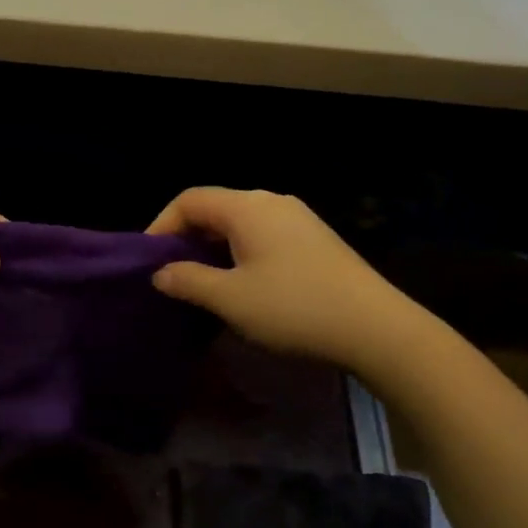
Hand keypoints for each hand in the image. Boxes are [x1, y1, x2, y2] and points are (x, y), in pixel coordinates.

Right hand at [146, 187, 424, 372]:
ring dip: (213, 247)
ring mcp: (298, 218)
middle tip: (172, 274)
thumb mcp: (230, 299)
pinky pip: (263, 234)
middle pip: (215, 207)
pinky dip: (240, 251)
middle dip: (186, 237)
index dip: (161, 225)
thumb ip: (188, 281)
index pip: (189, 199)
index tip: (149, 262)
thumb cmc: (294, 308)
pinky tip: (243, 284)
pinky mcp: (315, 238)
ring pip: (240, 222)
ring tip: (203, 282)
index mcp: (247, 207)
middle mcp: (271, 201)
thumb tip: (161, 273)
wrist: (377, 328)